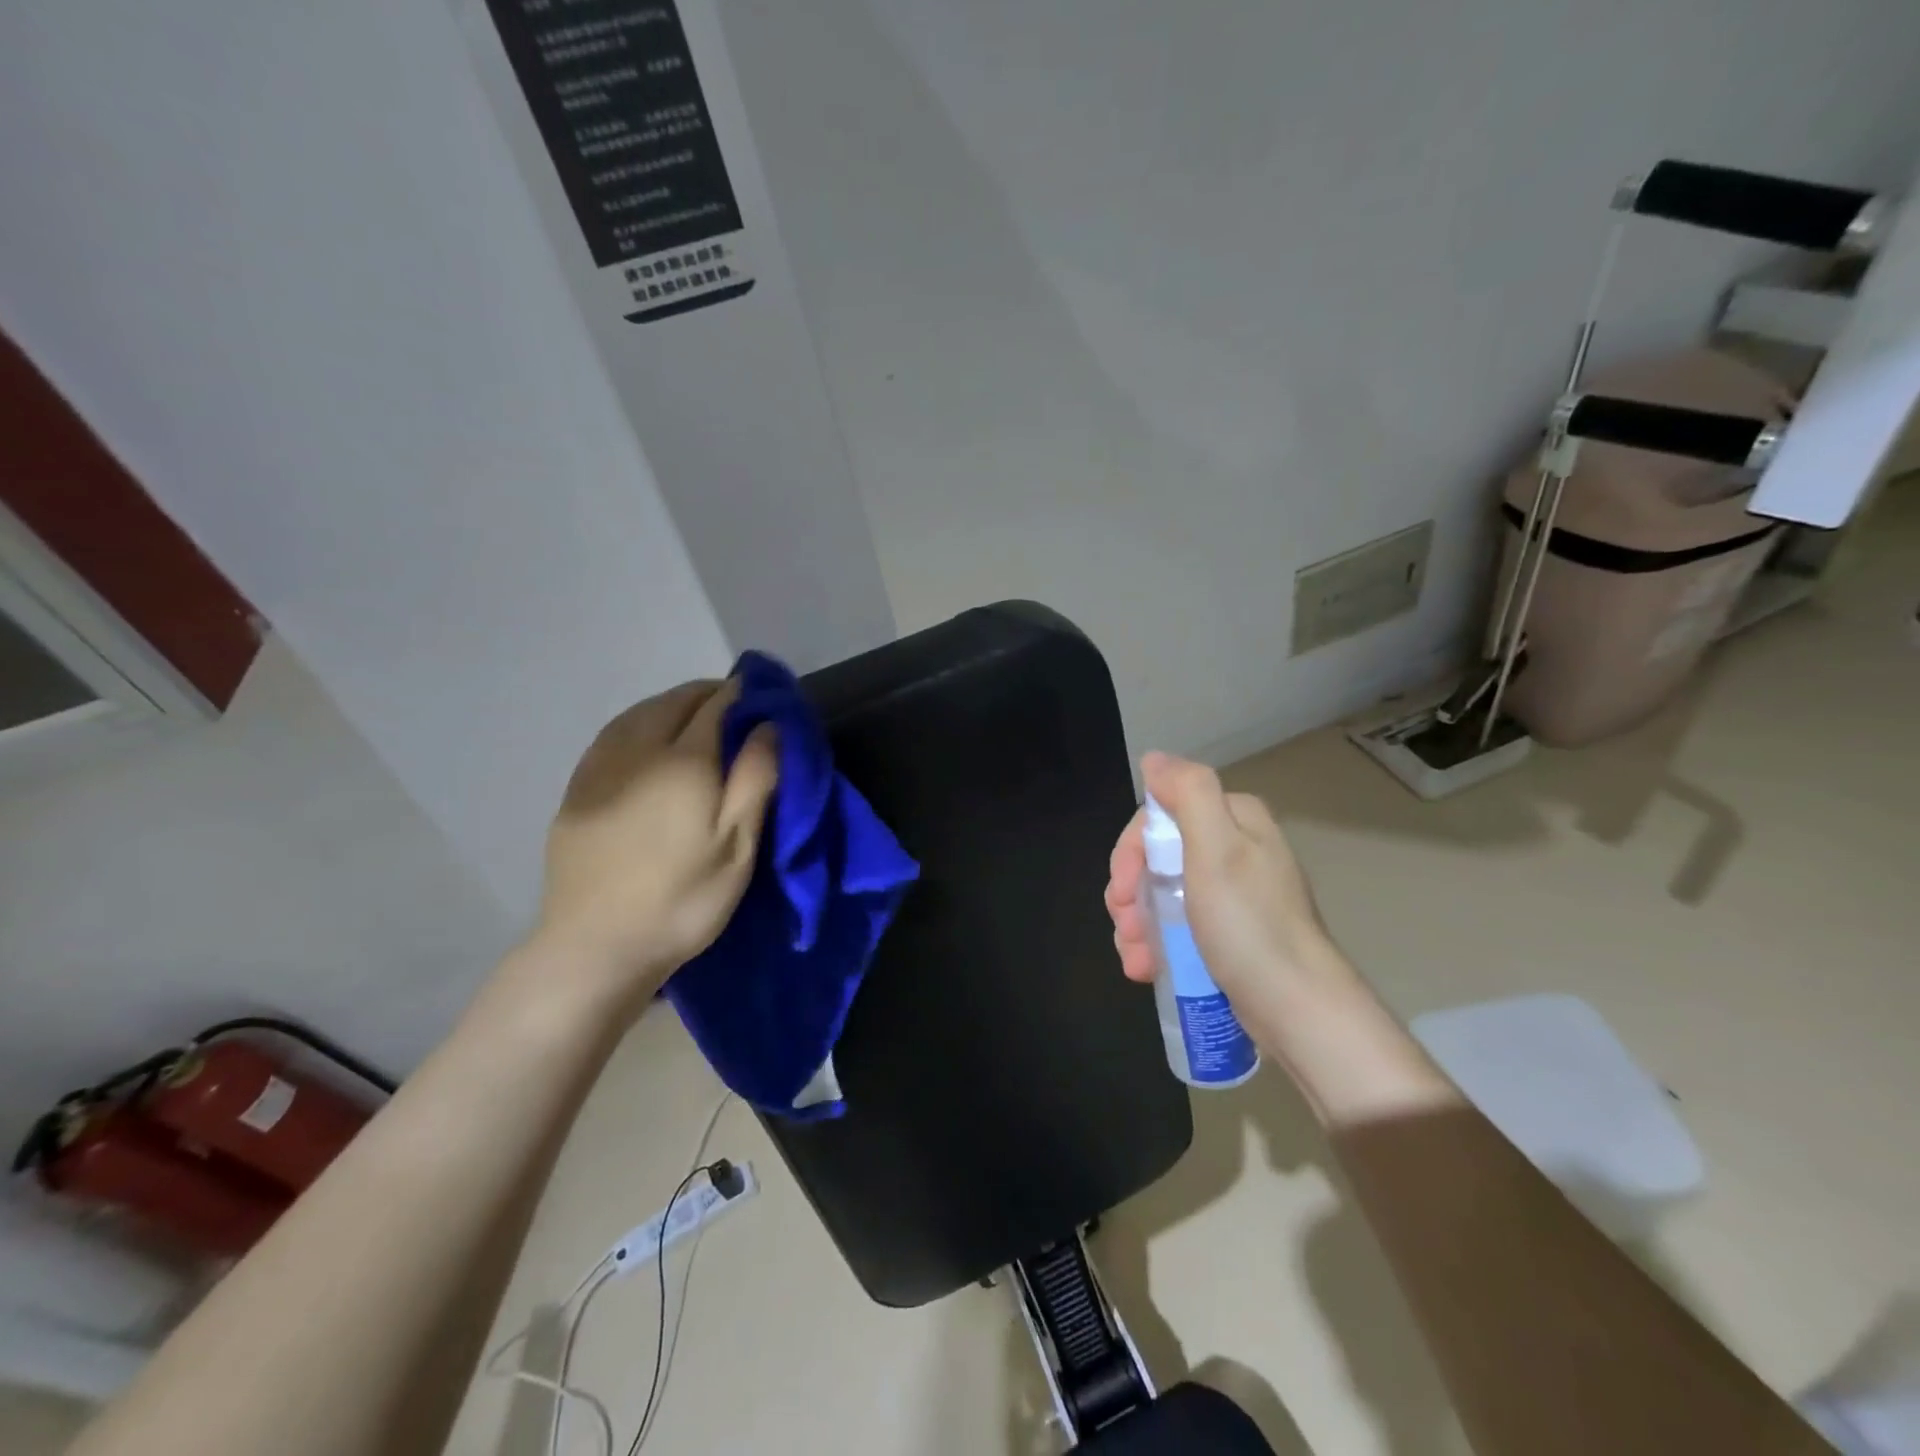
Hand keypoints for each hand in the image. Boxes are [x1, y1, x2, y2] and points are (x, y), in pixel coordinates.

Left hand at [529, 679, 777, 1017]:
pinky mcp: (576, 790)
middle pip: (674, 701)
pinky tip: (647, 739)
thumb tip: (768, 725)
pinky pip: (612, 735)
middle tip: (735, 709)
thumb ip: (756, 779)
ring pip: (639, 713)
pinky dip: (639, 723)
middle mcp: (637, 751)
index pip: (716, 706)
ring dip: (672, 704)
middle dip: (707, 695)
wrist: (596, 947)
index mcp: (683, 761)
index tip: (763, 696)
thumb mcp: (737, 846)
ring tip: (696, 717)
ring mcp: (599, 768)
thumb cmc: (682, 899)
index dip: (742, 694)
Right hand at [1105, 752, 1355, 1036]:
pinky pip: (1180, 926)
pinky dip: (1157, 944)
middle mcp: (1236, 850)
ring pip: (1163, 894)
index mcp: (1236, 821)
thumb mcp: (1216, 849)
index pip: (1162, 814)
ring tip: (1135, 958)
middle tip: (1124, 926)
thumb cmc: (1250, 925)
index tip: (1120, 888)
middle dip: (1132, 892)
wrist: (1298, 1011)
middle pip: (1159, 855)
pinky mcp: (1231, 935)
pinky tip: (1147, 968)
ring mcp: (1234, 895)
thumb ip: (1188, 793)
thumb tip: (1155, 758)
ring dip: (1138, 924)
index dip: (1132, 849)